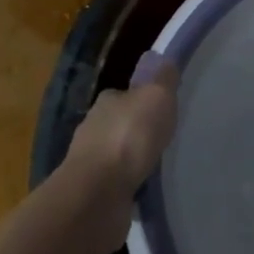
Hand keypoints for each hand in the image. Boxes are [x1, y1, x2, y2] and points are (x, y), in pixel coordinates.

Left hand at [61, 51, 178, 249]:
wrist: (97, 194)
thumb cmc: (129, 137)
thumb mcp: (156, 96)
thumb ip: (163, 78)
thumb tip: (163, 60)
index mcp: (107, 101)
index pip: (125, 94)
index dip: (142, 98)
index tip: (161, 108)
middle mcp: (93, 128)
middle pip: (119, 123)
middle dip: (137, 129)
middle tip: (163, 137)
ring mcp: (89, 163)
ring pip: (116, 154)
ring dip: (132, 159)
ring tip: (157, 164)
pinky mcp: (92, 192)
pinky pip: (116, 182)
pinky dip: (128, 183)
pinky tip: (144, 188)